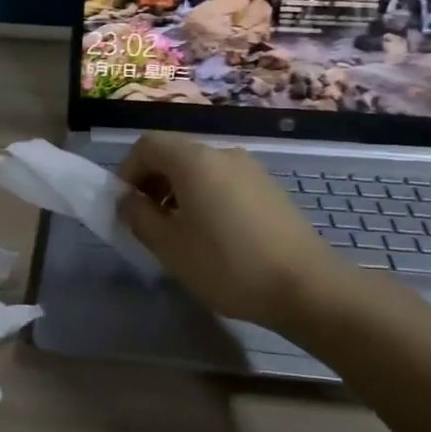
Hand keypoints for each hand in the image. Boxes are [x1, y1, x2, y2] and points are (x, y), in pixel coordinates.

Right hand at [117, 132, 355, 329]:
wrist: (307, 286)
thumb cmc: (227, 265)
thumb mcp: (170, 246)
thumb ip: (139, 217)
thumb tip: (126, 200)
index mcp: (194, 161)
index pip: (147, 145)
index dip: (127, 170)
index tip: (124, 204)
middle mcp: (223, 154)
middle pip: (174, 154)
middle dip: (151, 181)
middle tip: (145, 220)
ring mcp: (250, 169)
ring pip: (200, 169)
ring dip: (177, 191)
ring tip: (177, 232)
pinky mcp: (269, 188)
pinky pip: (224, 181)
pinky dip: (205, 197)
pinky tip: (211, 235)